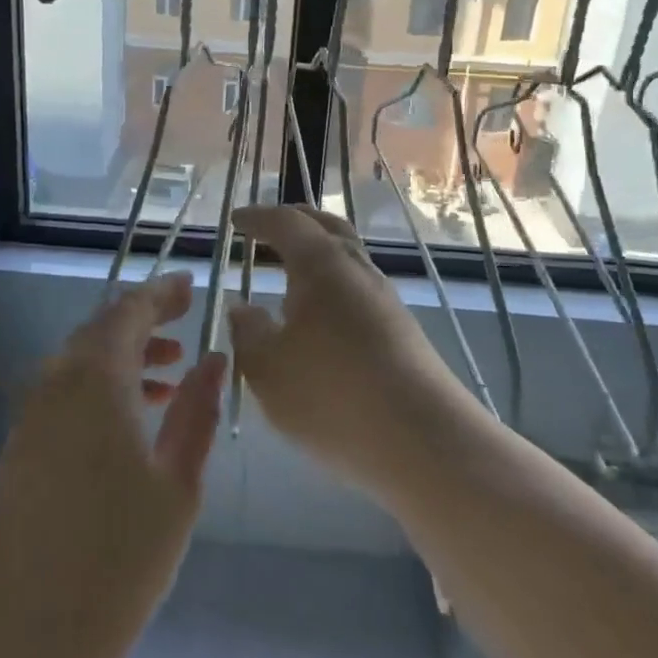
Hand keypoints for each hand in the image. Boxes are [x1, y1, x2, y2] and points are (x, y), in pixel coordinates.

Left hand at [0, 270, 225, 657]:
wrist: (25, 635)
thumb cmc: (119, 556)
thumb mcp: (178, 481)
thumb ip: (196, 410)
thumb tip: (213, 358)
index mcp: (96, 380)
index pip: (128, 311)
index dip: (161, 294)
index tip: (191, 286)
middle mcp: (56, 384)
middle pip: (100, 330)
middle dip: (143, 321)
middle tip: (185, 325)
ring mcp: (32, 417)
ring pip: (81, 362)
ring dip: (124, 356)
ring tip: (170, 375)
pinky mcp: (22, 448)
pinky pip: (66, 392)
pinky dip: (101, 386)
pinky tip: (131, 420)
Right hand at [229, 205, 476, 494]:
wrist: (422, 440)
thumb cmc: (331, 395)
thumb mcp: (267, 368)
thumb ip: (248, 332)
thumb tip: (242, 308)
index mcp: (320, 264)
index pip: (286, 223)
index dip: (258, 218)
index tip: (235, 220)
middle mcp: (357, 270)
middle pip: (326, 228)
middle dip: (295, 222)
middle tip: (266, 228)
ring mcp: (385, 299)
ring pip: (347, 259)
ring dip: (317, 255)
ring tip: (290, 272)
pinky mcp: (401, 330)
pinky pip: (358, 290)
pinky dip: (332, 286)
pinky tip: (320, 317)